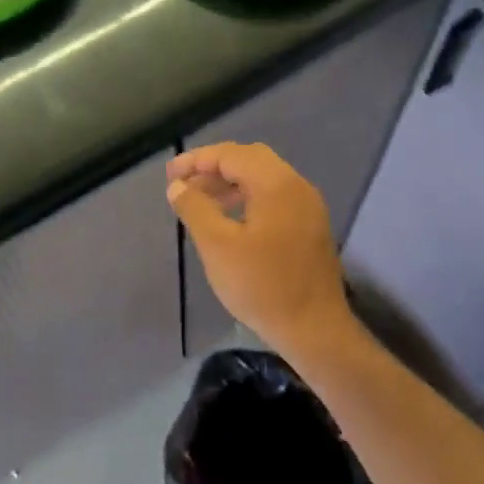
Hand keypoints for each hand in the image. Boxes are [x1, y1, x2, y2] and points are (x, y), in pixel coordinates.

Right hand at [166, 143, 353, 357]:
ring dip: (231, 183)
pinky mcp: (310, 227)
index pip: (232, 154)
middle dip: (214, 167)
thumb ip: (195, 209)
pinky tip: (230, 220)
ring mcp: (308, 207)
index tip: (170, 175)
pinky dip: (249, 198)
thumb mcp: (217, 246)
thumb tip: (177, 186)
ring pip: (264, 178)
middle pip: (251, 160)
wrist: (314, 328)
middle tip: (184, 184)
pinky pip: (275, 197)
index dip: (197, 160)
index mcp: (277, 184)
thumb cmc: (261, 286)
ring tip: (201, 202)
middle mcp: (297, 186)